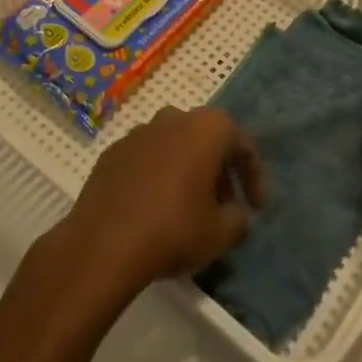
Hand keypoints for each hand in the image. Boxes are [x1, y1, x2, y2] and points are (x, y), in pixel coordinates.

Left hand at [54, 106, 265, 300]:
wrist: (103, 243)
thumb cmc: (173, 229)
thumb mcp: (221, 233)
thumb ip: (239, 217)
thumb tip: (235, 212)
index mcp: (207, 128)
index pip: (242, 145)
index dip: (254, 177)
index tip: (257, 207)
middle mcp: (175, 117)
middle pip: (207, 140)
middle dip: (219, 170)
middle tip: (224, 206)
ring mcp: (140, 131)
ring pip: (175, 145)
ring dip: (187, 170)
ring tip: (188, 206)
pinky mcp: (113, 151)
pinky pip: (147, 158)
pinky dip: (157, 176)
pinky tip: (154, 207)